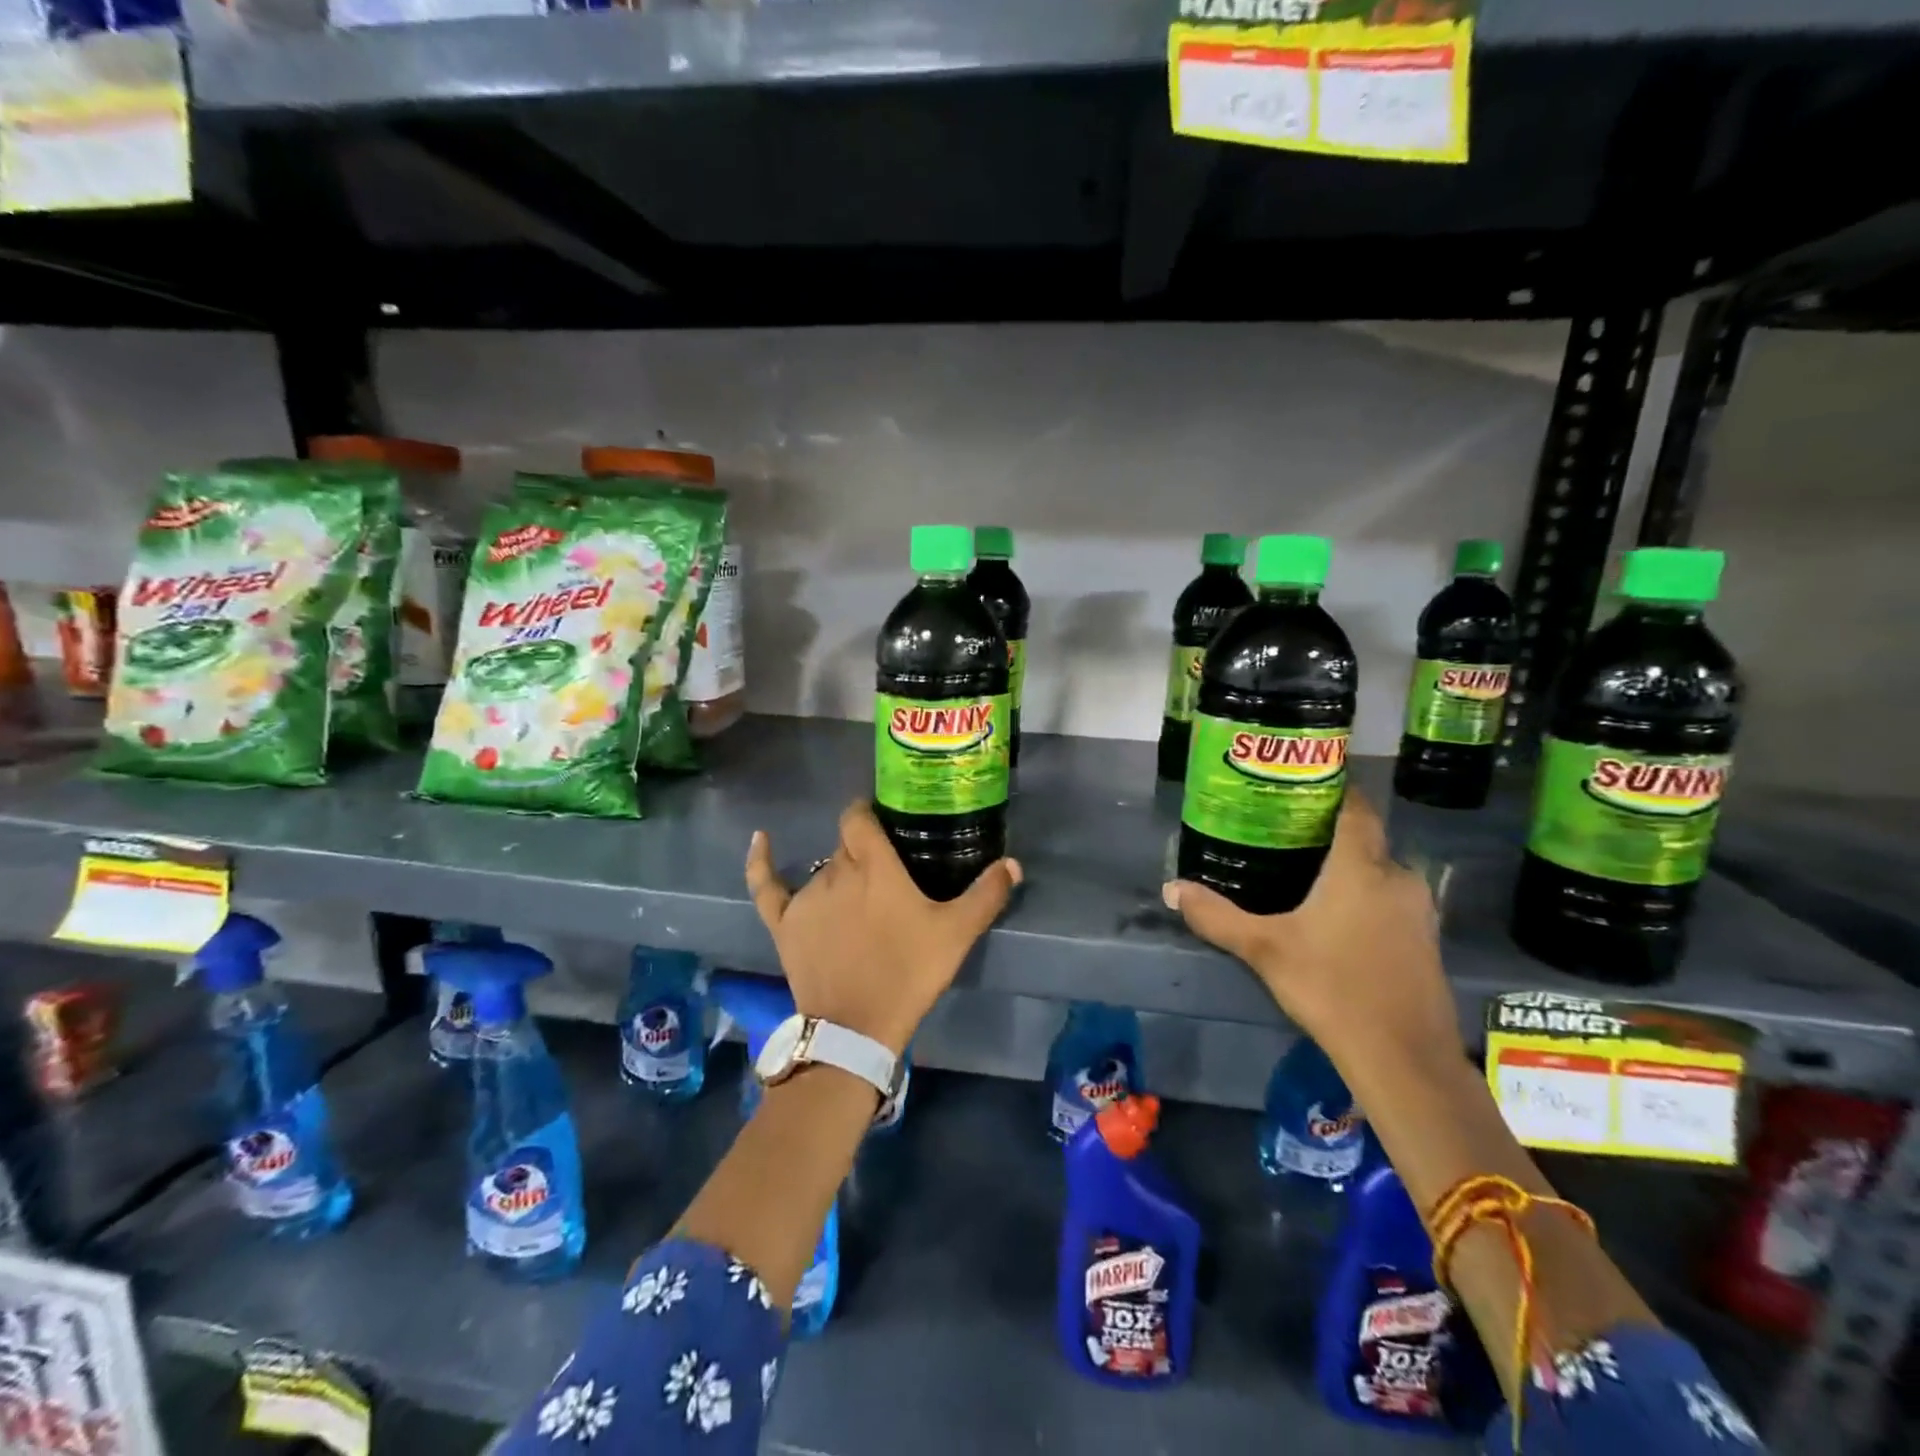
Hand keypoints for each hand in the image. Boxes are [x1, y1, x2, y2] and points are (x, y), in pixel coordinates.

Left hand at [745, 800, 1022, 1054]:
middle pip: (846, 845)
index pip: (859, 817)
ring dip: (840, 874)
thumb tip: (1013, 862)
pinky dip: (761, 861)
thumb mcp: (956, 933)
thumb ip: (986, 894)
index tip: (884, 819)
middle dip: (864, 850)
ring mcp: (805, 897)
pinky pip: (766, 885)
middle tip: (887, 870)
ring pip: (822, 868)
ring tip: (860, 896)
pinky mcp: (783, 922)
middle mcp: (836, 870)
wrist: (857, 1027)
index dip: (868, 811)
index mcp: (873, 864)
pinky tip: (760, 839)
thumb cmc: (908, 972)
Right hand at [1162, 790, 1461, 1070]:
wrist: (1403, 1057)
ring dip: (1348, 868)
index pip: (1355, 807)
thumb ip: (1217, 916)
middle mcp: (1397, 877)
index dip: (1332, 789)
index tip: (1299, 786)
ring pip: (1379, 872)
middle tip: (1284, 835)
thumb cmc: (1331, 987)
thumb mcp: (1263, 948)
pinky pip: (1391, 900)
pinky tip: (1336, 919)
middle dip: (1329, 834)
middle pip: (1364, 839)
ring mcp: (1419, 910)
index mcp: (1361, 866)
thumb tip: (1171, 889)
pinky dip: (1366, 896)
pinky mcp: (1426, 940)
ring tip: (1304, 875)